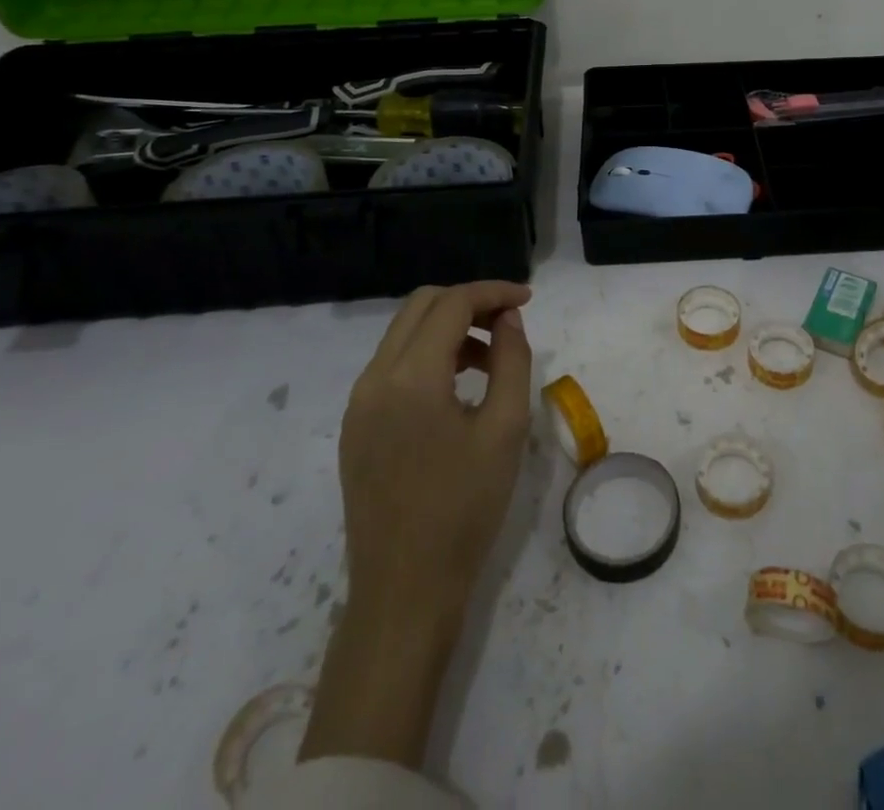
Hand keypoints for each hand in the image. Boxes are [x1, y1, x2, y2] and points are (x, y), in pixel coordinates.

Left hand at [301, 281, 533, 767]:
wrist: (404, 591)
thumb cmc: (465, 509)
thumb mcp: (506, 429)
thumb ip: (511, 360)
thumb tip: (507, 318)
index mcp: (411, 377)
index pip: (452, 304)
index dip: (493, 292)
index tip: (528, 299)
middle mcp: (375, 378)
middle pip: (421, 307)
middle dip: (468, 302)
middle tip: (509, 321)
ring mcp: (358, 403)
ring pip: (404, 334)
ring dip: (448, 328)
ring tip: (491, 358)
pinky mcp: (355, 426)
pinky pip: (392, 366)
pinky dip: (427, 355)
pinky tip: (458, 386)